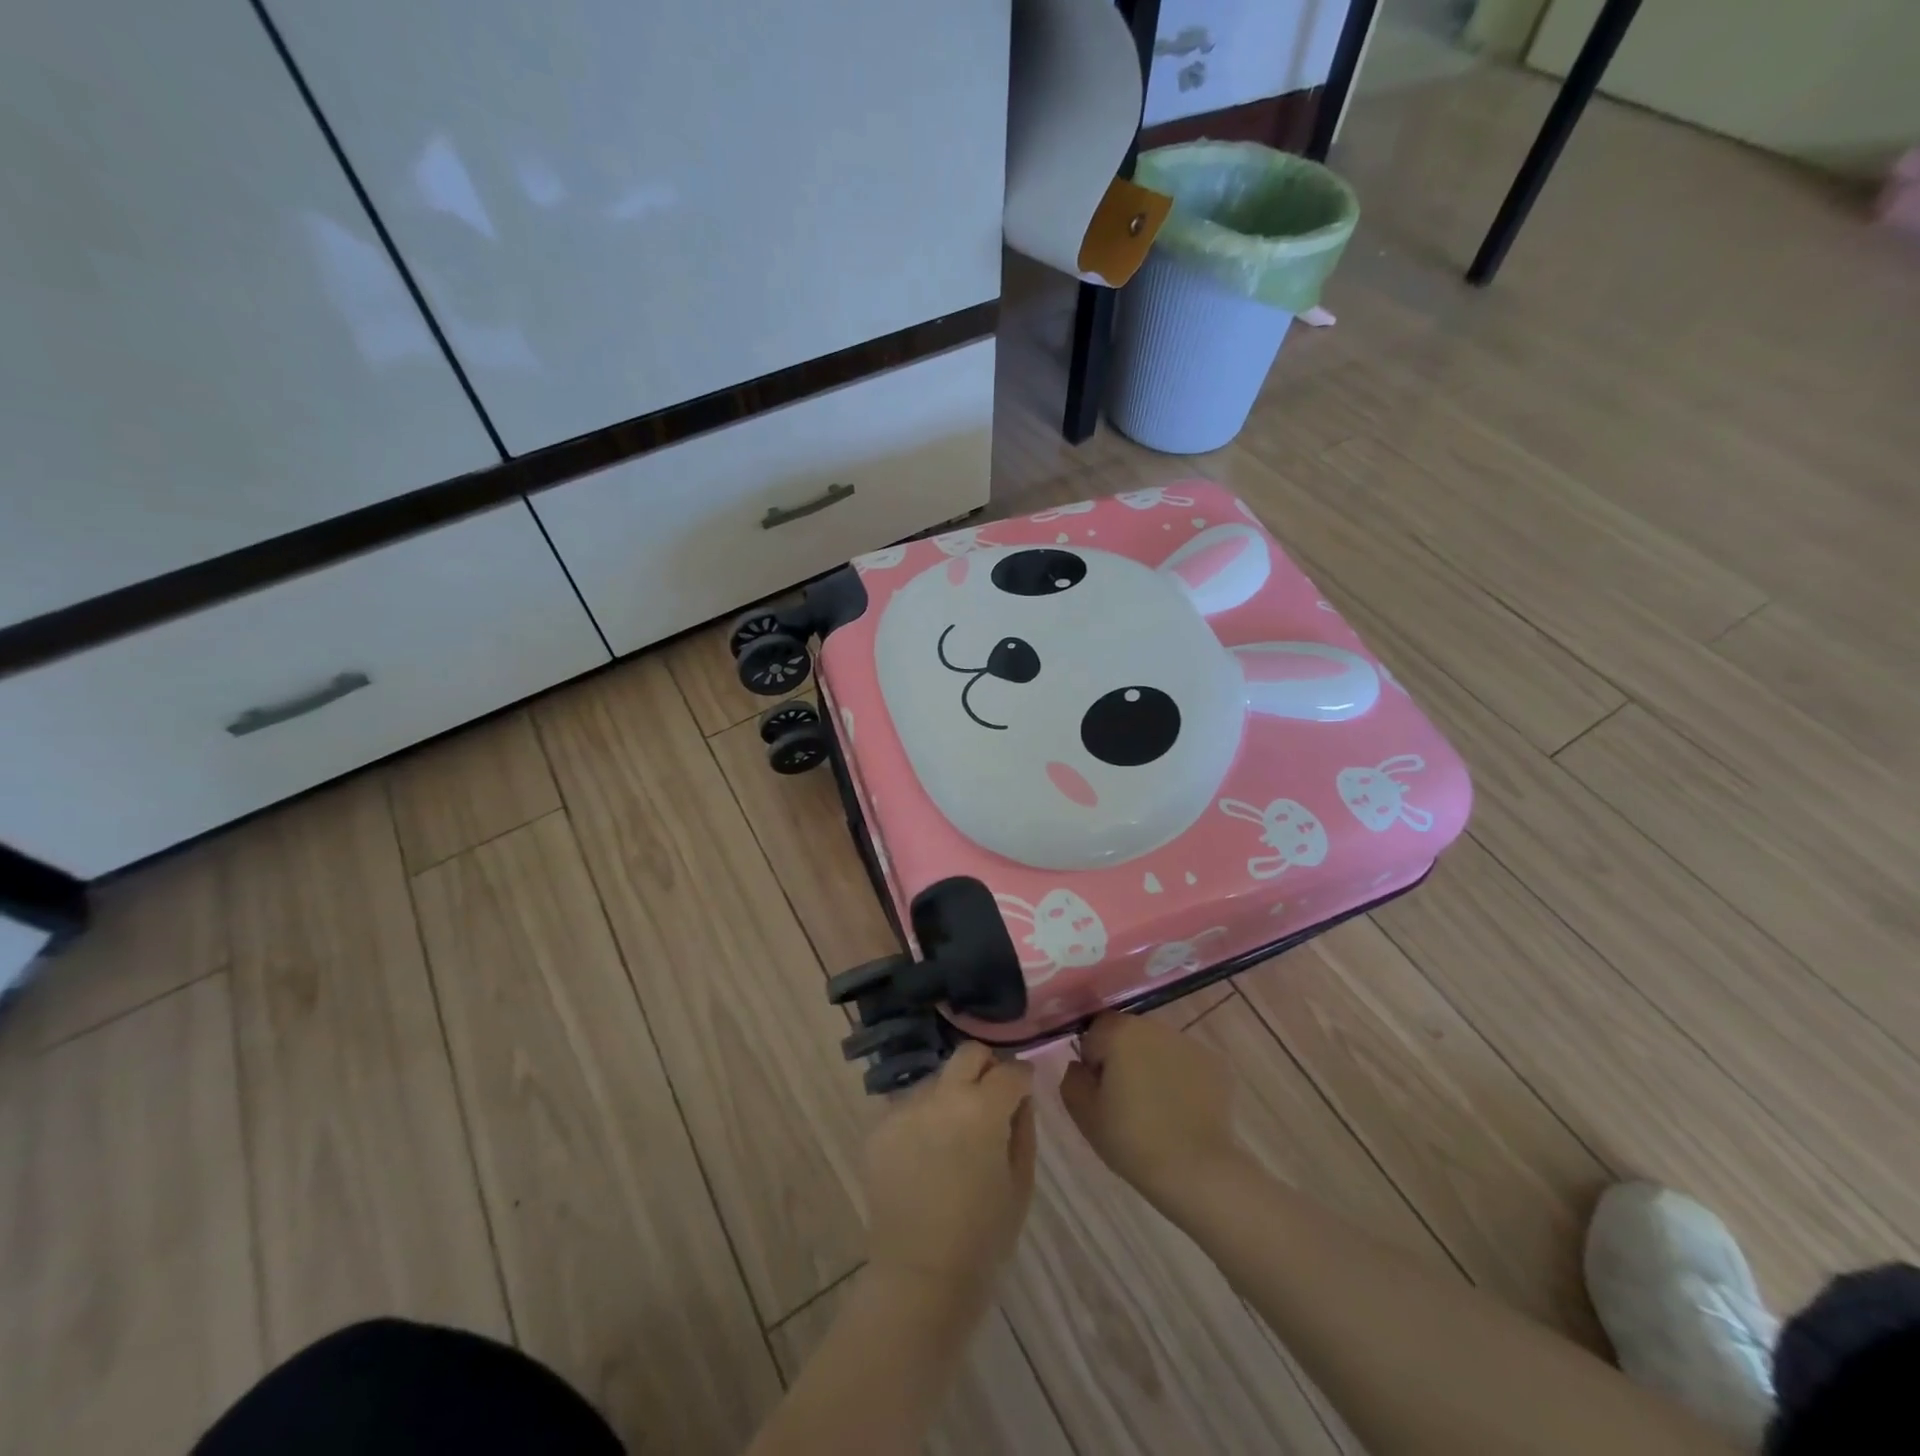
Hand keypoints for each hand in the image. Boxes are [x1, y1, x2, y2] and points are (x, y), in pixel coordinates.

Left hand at [863, 1042, 1036, 1304]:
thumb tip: (1019, 1098)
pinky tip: (927, 1155)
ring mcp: (905, 1108)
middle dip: (986, 1067)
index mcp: (982, 1109)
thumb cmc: (983, 1239)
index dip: (1022, 1078)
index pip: (1010, 1071)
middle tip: (991, 1099)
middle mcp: (941, 1096)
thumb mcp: (1020, 1185)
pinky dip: (924, 1120)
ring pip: (937, 1080)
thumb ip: (1023, 1129)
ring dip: (952, 1095)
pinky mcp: (880, 1127)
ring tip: (954, 1136)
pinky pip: (910, 1107)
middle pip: (968, 1054)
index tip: (1024, 1090)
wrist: (920, 1278)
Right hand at [1060, 1013, 1240, 1205]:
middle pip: (1128, 1034)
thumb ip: (1072, 1079)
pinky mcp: (1215, 1064)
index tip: (1100, 1092)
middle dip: (1123, 1059)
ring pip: (1158, 1047)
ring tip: (1156, 1108)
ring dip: (1152, 1066)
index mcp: (1120, 1032)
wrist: (1196, 1171)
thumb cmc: (1132, 1140)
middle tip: (1125, 1101)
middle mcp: (1155, 1027)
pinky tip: (1181, 1111)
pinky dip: (1180, 1079)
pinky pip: (1185, 1064)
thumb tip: (1081, 1067)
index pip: (1095, 1032)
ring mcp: (1189, 1043)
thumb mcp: (1084, 1114)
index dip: (1093, 1061)